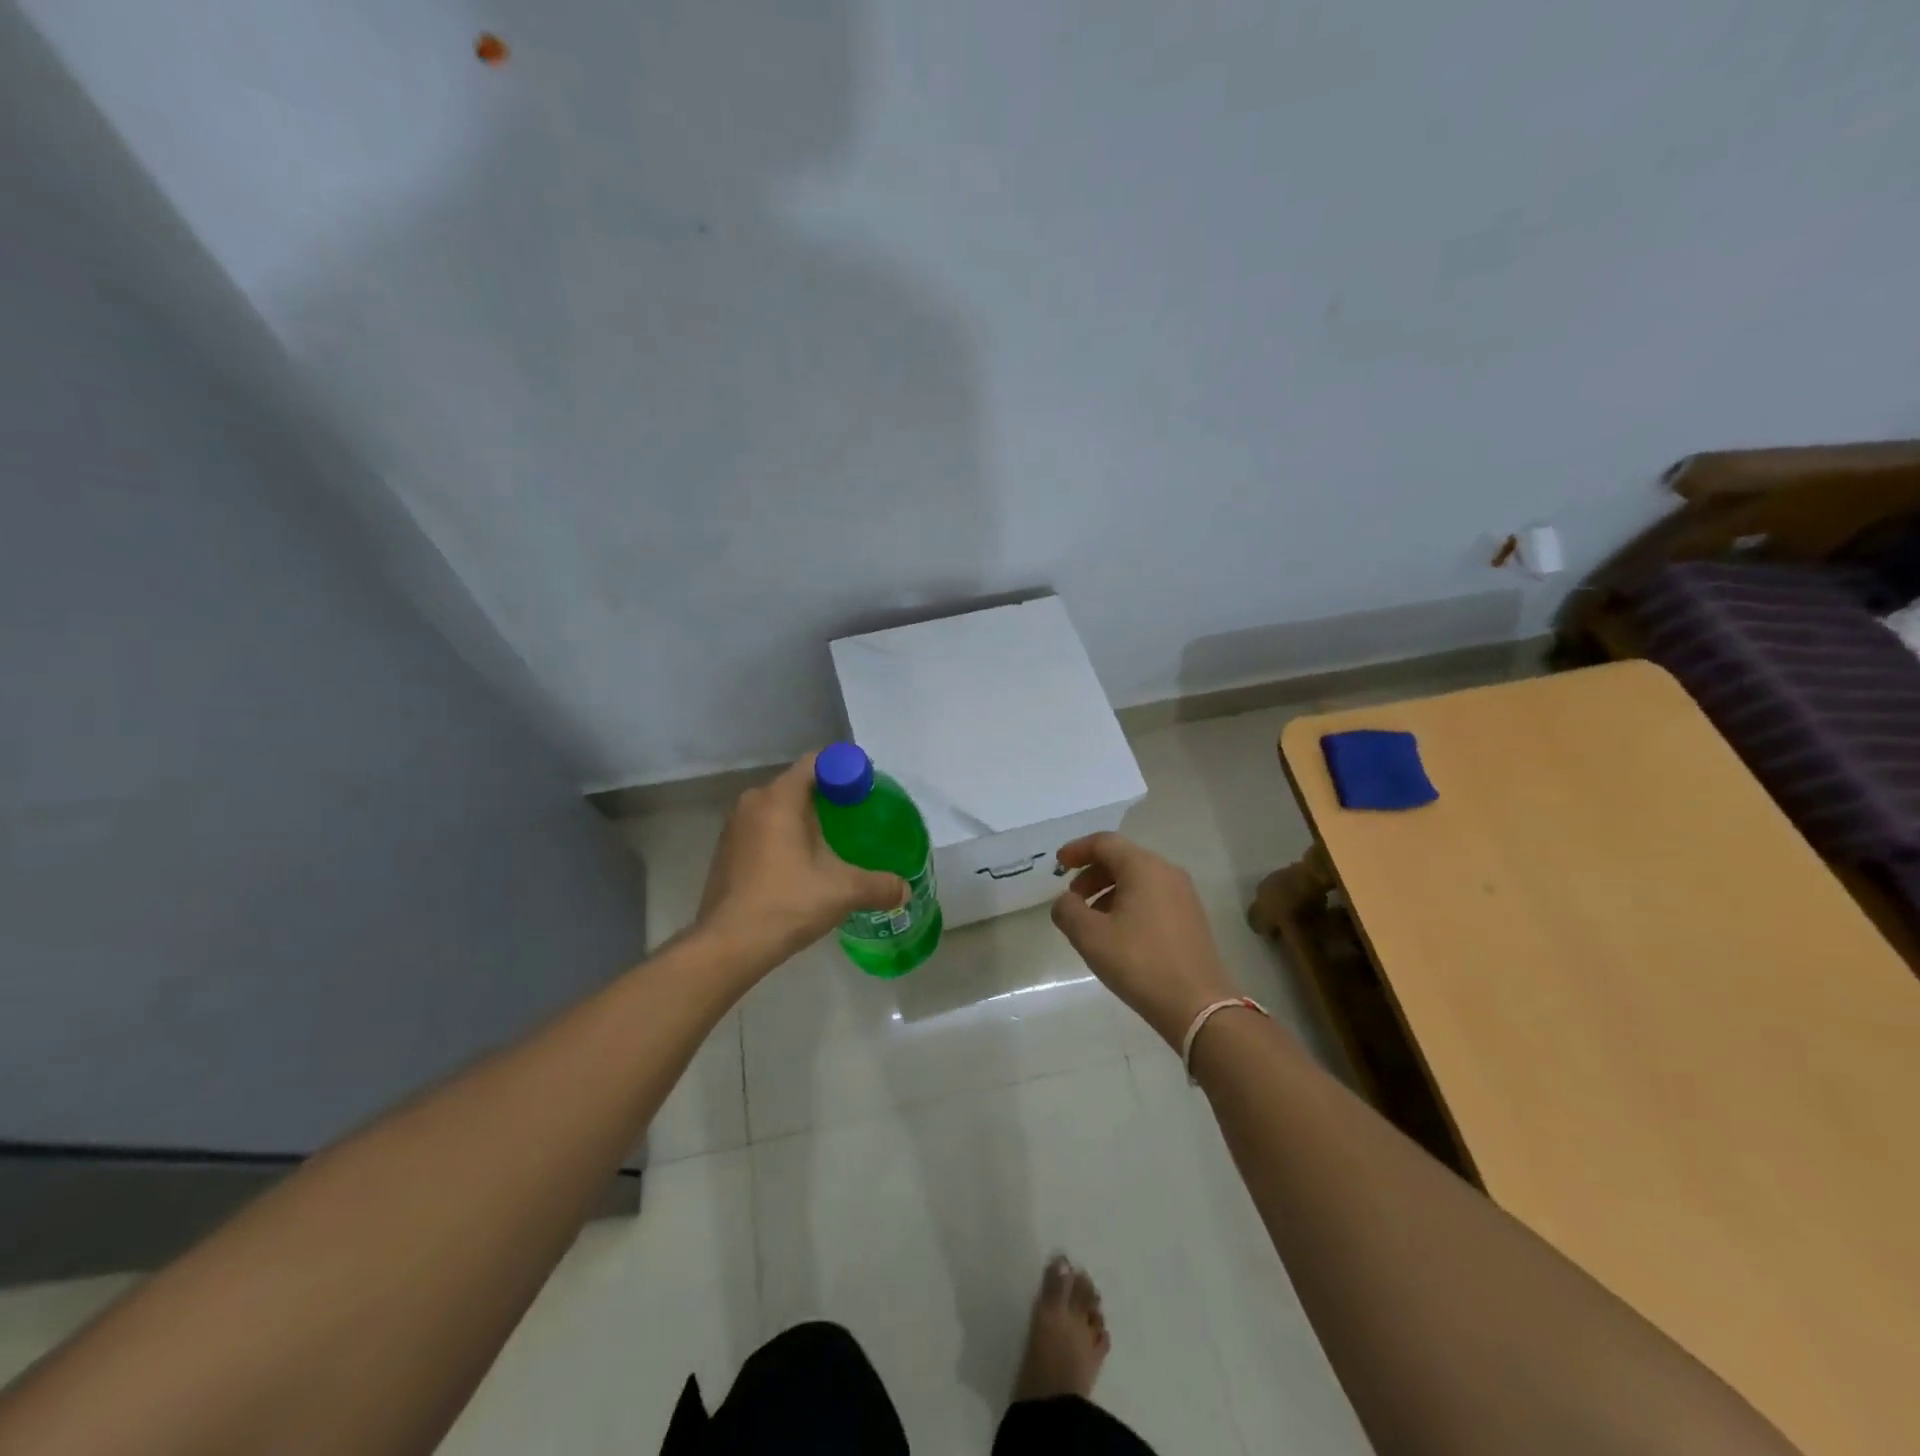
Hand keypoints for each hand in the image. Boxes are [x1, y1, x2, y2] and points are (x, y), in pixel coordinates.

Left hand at [695, 752, 907, 968]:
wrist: (728, 945)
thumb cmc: (787, 903)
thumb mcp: (843, 891)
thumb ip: (879, 885)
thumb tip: (905, 889)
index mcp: (779, 798)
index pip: (816, 763)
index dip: (845, 770)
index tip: (866, 790)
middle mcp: (752, 803)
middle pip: (798, 785)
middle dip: (828, 797)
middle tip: (857, 816)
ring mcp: (734, 827)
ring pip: (778, 809)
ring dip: (804, 819)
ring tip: (833, 841)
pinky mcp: (726, 852)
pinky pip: (763, 830)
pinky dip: (784, 837)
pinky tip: (802, 864)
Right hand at [1051, 833, 1237, 1047]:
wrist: (1197, 1006)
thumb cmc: (1139, 963)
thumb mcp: (1090, 936)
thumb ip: (1067, 910)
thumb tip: (1066, 901)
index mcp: (1144, 867)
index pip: (1104, 843)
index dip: (1077, 850)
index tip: (1058, 864)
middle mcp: (1167, 872)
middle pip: (1122, 858)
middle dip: (1092, 874)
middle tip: (1072, 898)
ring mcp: (1184, 894)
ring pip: (1138, 879)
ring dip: (1108, 890)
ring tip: (1091, 920)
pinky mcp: (1191, 917)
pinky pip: (1152, 896)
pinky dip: (1128, 903)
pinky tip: (1118, 933)